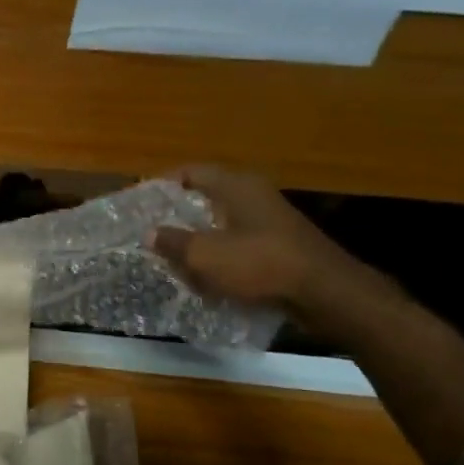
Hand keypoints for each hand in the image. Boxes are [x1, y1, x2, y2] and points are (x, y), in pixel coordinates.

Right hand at [151, 165, 391, 327]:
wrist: (323, 292)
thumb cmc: (259, 262)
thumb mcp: (204, 254)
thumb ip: (173, 242)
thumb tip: (150, 233)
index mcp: (235, 186)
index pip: (190, 172)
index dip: (162, 184)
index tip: (139, 201)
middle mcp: (253, 195)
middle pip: (204, 199)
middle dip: (176, 217)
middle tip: (150, 233)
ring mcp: (268, 221)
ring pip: (220, 225)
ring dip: (196, 241)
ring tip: (171, 259)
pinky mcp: (278, 246)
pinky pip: (237, 245)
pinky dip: (218, 257)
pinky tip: (203, 278)